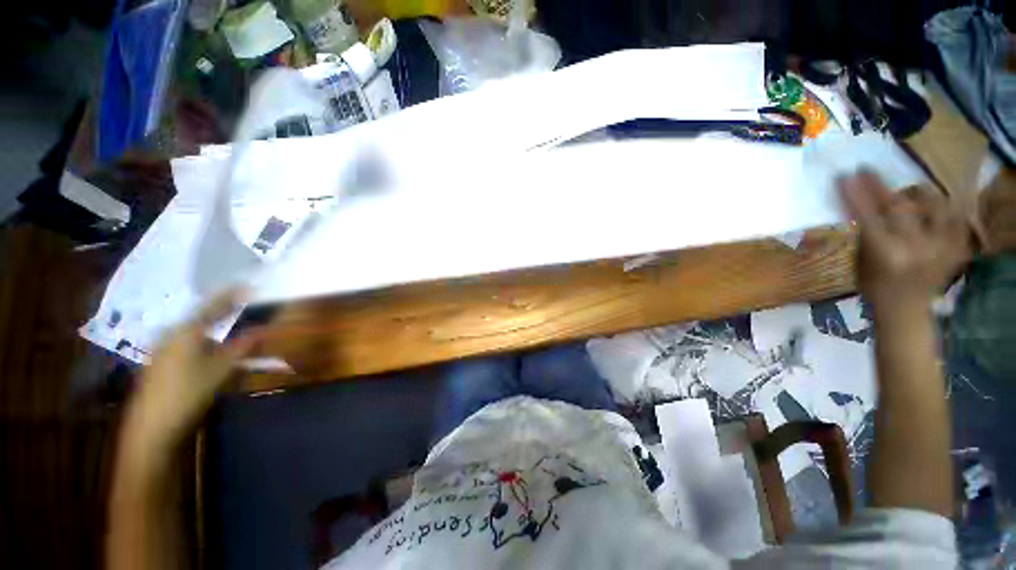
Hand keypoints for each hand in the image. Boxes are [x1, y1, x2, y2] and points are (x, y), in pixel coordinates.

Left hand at [124, 289, 258, 454]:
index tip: (248, 286)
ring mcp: (162, 351)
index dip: (231, 296)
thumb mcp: (222, 370)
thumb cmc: (189, 392)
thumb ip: (242, 347)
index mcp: (186, 332)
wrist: (151, 428)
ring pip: (193, 335)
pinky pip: (185, 347)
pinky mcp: (159, 365)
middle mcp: (171, 336)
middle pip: (201, 319)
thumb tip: (262, 330)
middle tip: (239, 310)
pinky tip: (208, 357)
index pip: (213, 307)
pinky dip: (202, 346)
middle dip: (221, 314)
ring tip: (227, 338)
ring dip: (213, 333)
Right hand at [838, 171, 970, 308]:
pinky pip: (958, 217)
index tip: (846, 176)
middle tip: (868, 172)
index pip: (868, 215)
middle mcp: (916, 248)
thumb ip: (864, 232)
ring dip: (917, 194)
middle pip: (899, 206)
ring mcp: (942, 247)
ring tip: (908, 192)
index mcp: (886, 255)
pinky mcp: (958, 247)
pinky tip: (940, 203)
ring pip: (934, 204)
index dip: (856, 194)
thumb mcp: (861, 261)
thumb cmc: (874, 287)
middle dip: (881, 187)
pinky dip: (948, 206)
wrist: (906, 311)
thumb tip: (856, 203)